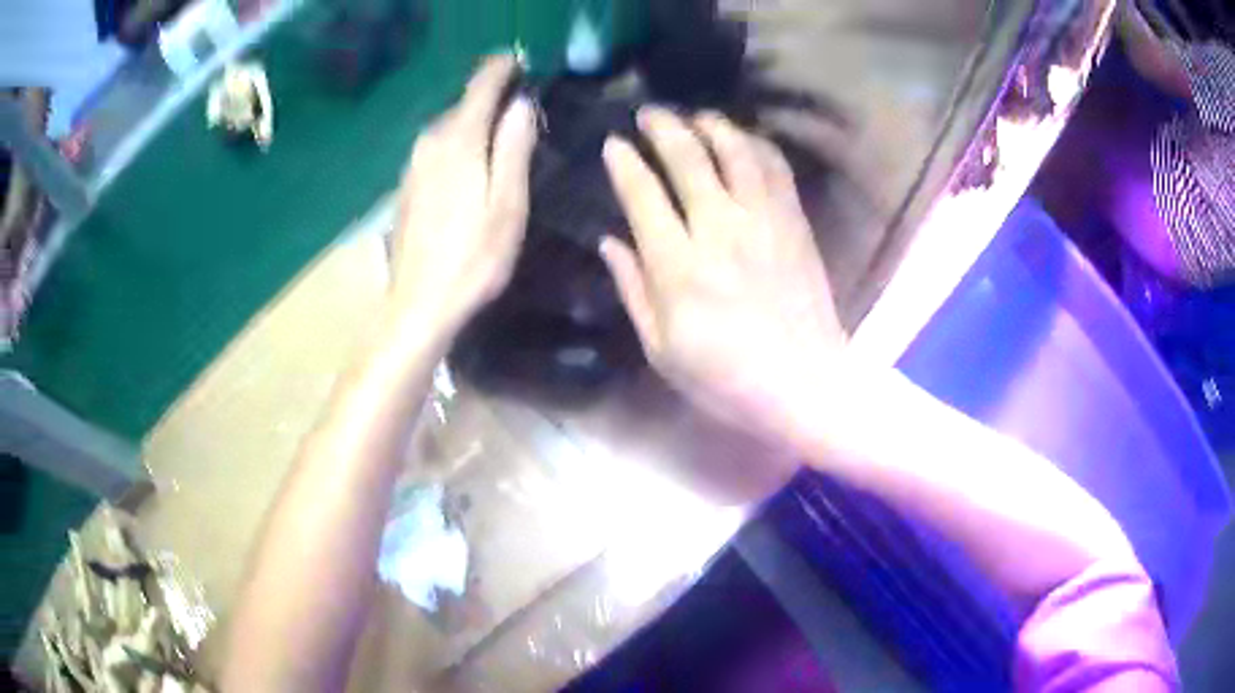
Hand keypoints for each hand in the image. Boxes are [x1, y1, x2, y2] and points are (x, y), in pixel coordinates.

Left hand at [390, 55, 537, 330]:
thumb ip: (513, 148)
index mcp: (458, 141)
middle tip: (519, 100)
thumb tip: (520, 105)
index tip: (520, 60)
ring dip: (471, 120)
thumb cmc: (473, 258)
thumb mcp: (508, 204)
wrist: (418, 304)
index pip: (480, 86)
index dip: (501, 69)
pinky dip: (455, 142)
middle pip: (462, 104)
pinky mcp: (406, 186)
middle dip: (489, 95)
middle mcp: (429, 143)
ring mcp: (412, 165)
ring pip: (447, 126)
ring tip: (498, 126)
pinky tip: (468, 160)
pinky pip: (435, 147)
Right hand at [600, 108, 846, 443]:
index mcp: (678, 266)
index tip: (614, 145)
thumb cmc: (725, 378)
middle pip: (688, 158)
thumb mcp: (662, 350)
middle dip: (663, 127)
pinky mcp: (795, 223)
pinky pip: (776, 168)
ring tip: (697, 117)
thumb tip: (609, 242)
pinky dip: (758, 145)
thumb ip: (633, 290)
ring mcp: (764, 221)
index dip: (624, 162)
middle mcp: (719, 229)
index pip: (643, 194)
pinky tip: (745, 139)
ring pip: (736, 151)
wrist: (804, 385)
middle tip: (649, 114)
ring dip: (712, 125)